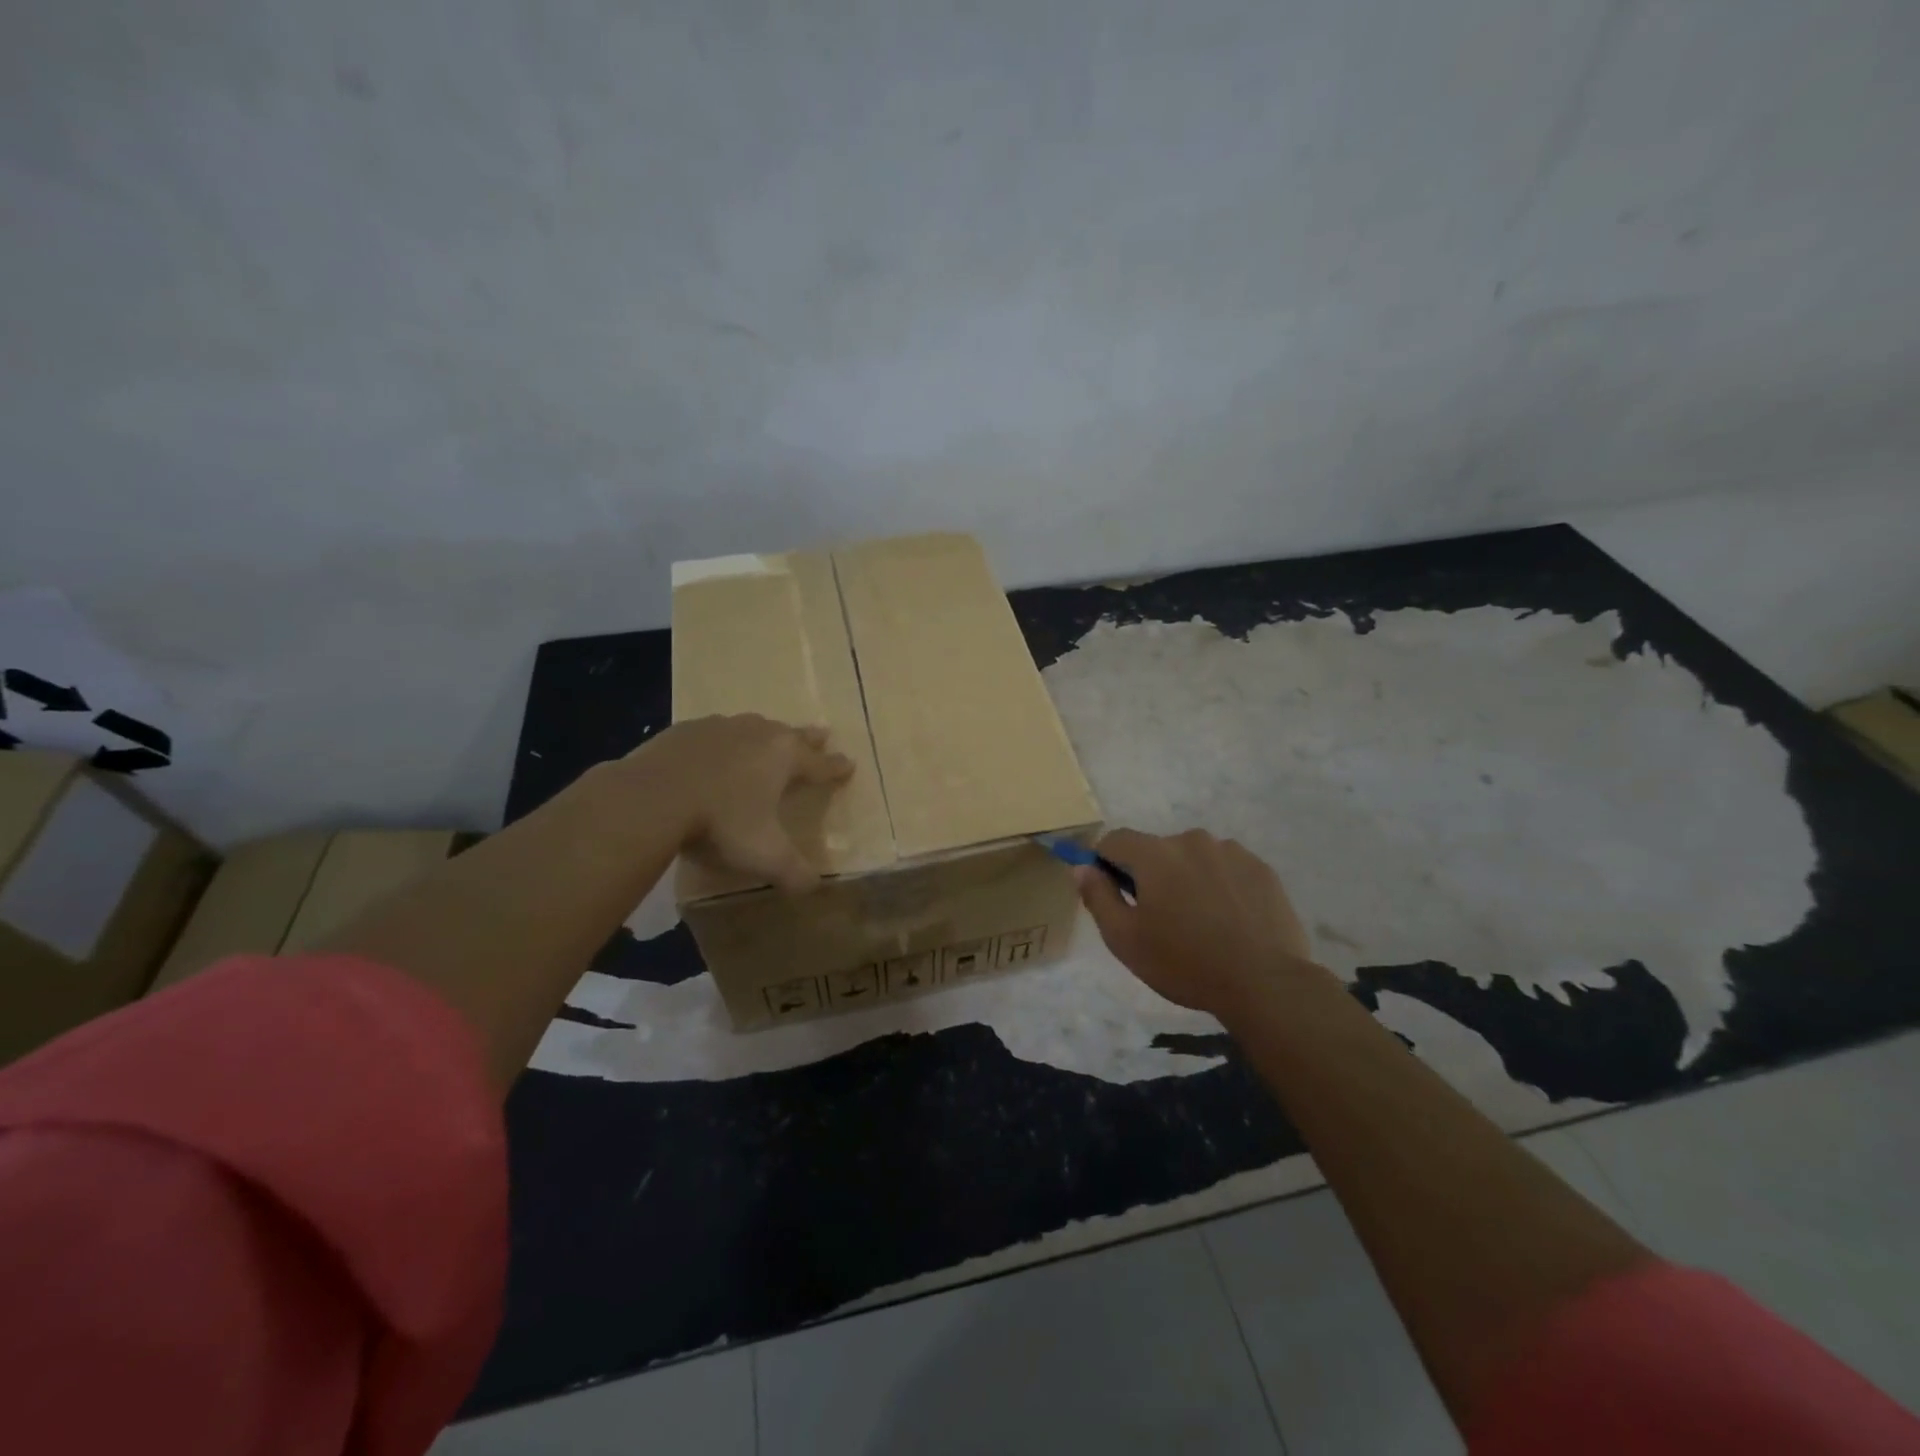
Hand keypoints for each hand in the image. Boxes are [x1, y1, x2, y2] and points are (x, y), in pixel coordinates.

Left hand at [634, 714, 852, 890]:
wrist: (652, 796)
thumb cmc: (720, 823)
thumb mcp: (764, 856)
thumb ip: (793, 872)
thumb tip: (814, 888)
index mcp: (785, 758)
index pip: (820, 764)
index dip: (836, 768)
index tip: (849, 764)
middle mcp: (758, 734)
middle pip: (792, 734)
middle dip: (809, 738)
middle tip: (822, 734)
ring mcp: (720, 727)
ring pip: (753, 727)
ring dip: (765, 734)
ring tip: (768, 738)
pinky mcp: (685, 730)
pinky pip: (714, 732)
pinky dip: (723, 740)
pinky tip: (714, 749)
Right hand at [1079, 828, 1326, 1017]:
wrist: (1265, 984)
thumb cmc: (1184, 963)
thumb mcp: (1125, 939)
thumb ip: (1098, 897)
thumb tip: (1081, 867)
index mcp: (1154, 854)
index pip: (1115, 840)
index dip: (1105, 863)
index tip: (1112, 894)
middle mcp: (1191, 840)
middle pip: (1156, 850)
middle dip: (1150, 875)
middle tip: (1160, 920)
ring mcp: (1231, 851)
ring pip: (1193, 858)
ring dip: (1187, 879)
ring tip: (1200, 923)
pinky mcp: (1261, 869)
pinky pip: (1226, 869)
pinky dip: (1220, 886)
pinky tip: (1230, 921)